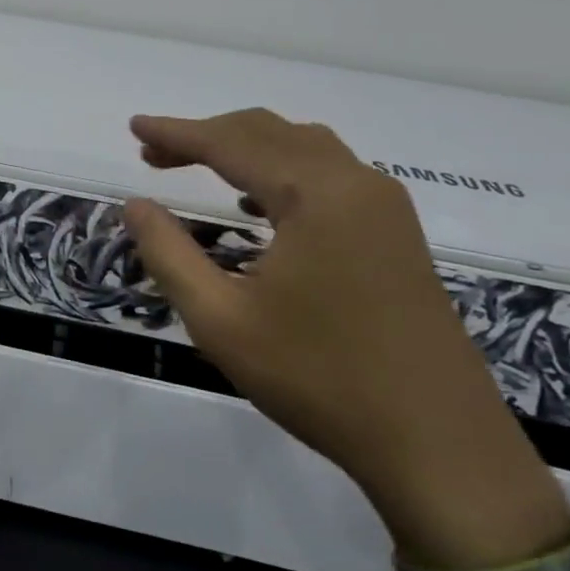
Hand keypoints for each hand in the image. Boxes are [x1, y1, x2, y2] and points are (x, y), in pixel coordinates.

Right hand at [122, 109, 569, 570]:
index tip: (133, 126)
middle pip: (269, 133)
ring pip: (304, 148)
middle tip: (153, 154)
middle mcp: (357, 185)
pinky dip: (281, 171)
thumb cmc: (317, 378)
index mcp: (316, 196)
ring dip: (246, 148)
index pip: (231, 144)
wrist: (436, 444)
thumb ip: (168, 253)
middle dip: (207, 136)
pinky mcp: (396, 235)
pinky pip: (330, 175)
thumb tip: (136, 205)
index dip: (177, 132)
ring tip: (196, 166)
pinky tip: (255, 204)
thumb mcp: (220, 320)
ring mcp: (385, 209)